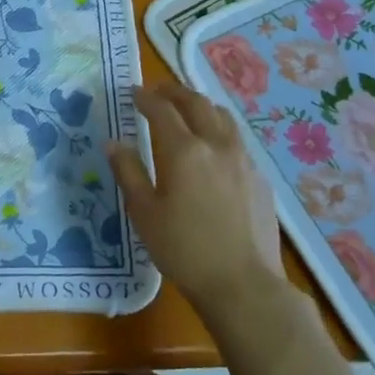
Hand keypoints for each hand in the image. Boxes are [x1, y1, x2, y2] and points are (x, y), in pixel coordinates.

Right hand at [107, 81, 297, 321]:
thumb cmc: (184, 249)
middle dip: (175, 92)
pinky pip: (238, 140)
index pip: (162, 110)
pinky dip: (220, 130)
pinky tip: (214, 147)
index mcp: (184, 150)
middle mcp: (217, 145)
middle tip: (159, 91)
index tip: (134, 92)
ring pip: (223, 117)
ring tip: (188, 109)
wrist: (243, 284)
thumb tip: (113, 143)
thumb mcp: (144, 213)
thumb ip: (128, 172)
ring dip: (202, 105)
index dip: (146, 97)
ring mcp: (244, 160)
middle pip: (197, 103)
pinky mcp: (260, 178)